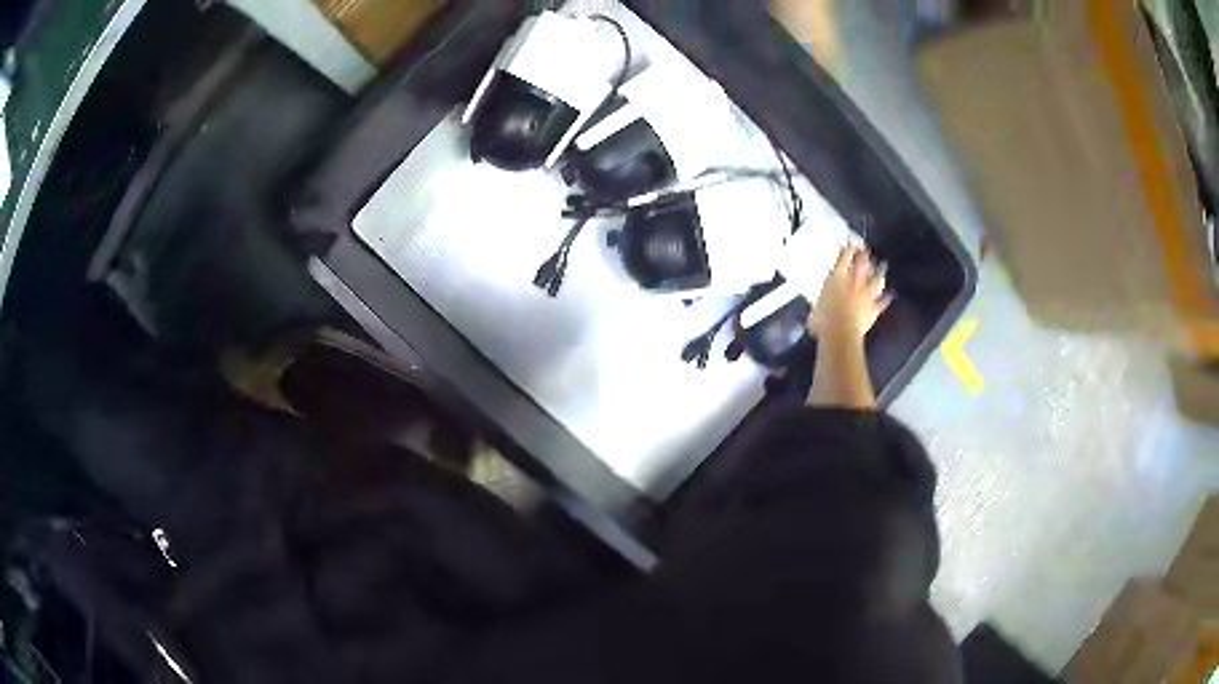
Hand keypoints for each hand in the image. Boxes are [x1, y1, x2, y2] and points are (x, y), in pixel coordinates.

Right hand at [809, 246, 890, 342]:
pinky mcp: (873, 309)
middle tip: (865, 250)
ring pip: (875, 279)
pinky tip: (890, 295)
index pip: (843, 258)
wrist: (840, 334)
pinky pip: (882, 302)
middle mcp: (853, 282)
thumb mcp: (815, 307)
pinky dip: (886, 299)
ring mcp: (865, 295)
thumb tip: (819, 305)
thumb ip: (821, 301)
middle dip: (863, 256)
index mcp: (837, 278)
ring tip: (882, 266)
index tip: (849, 246)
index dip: (847, 250)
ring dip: (879, 272)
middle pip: (861, 264)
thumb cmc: (823, 320)